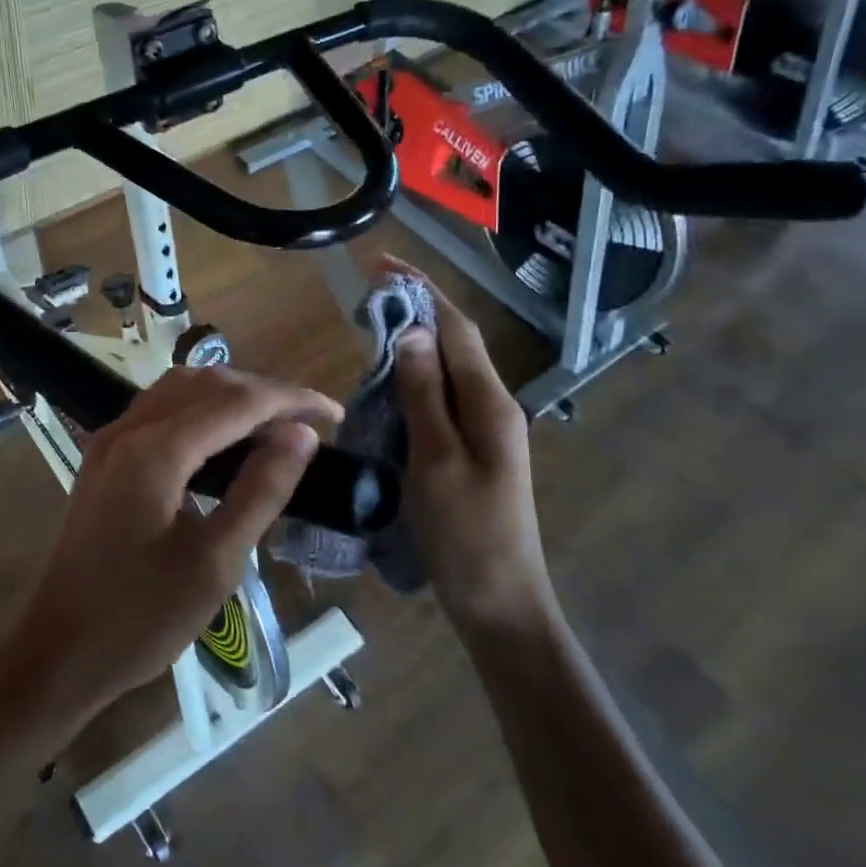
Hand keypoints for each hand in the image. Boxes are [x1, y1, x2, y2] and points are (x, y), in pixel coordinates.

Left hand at [5, 365, 338, 724]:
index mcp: (155, 450)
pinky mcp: (104, 457)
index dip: (291, 400)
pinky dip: (201, 409)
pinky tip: (224, 439)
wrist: (59, 650)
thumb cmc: (141, 619)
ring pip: (180, 388)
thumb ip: (260, 491)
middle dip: (263, 393)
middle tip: (309, 426)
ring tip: (274, 427)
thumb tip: (301, 436)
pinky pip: (160, 410)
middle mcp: (129, 429)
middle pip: (207, 383)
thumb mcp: (215, 562)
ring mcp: (111, 440)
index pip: (237, 401)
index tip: (335, 415)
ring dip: (230, 396)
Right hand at [384, 258, 555, 631]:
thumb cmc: (466, 534)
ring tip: (369, 329)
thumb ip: (424, 394)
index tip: (382, 263)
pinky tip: (385, 385)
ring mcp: (484, 431)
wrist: (499, 604)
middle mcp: (492, 407)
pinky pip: (439, 400)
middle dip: (415, 310)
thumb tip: (412, 332)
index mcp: (490, 403)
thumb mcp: (436, 460)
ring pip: (445, 371)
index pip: (455, 328)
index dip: (422, 290)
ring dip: (412, 344)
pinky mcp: (469, 452)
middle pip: (454, 344)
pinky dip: (411, 381)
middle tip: (366, 296)